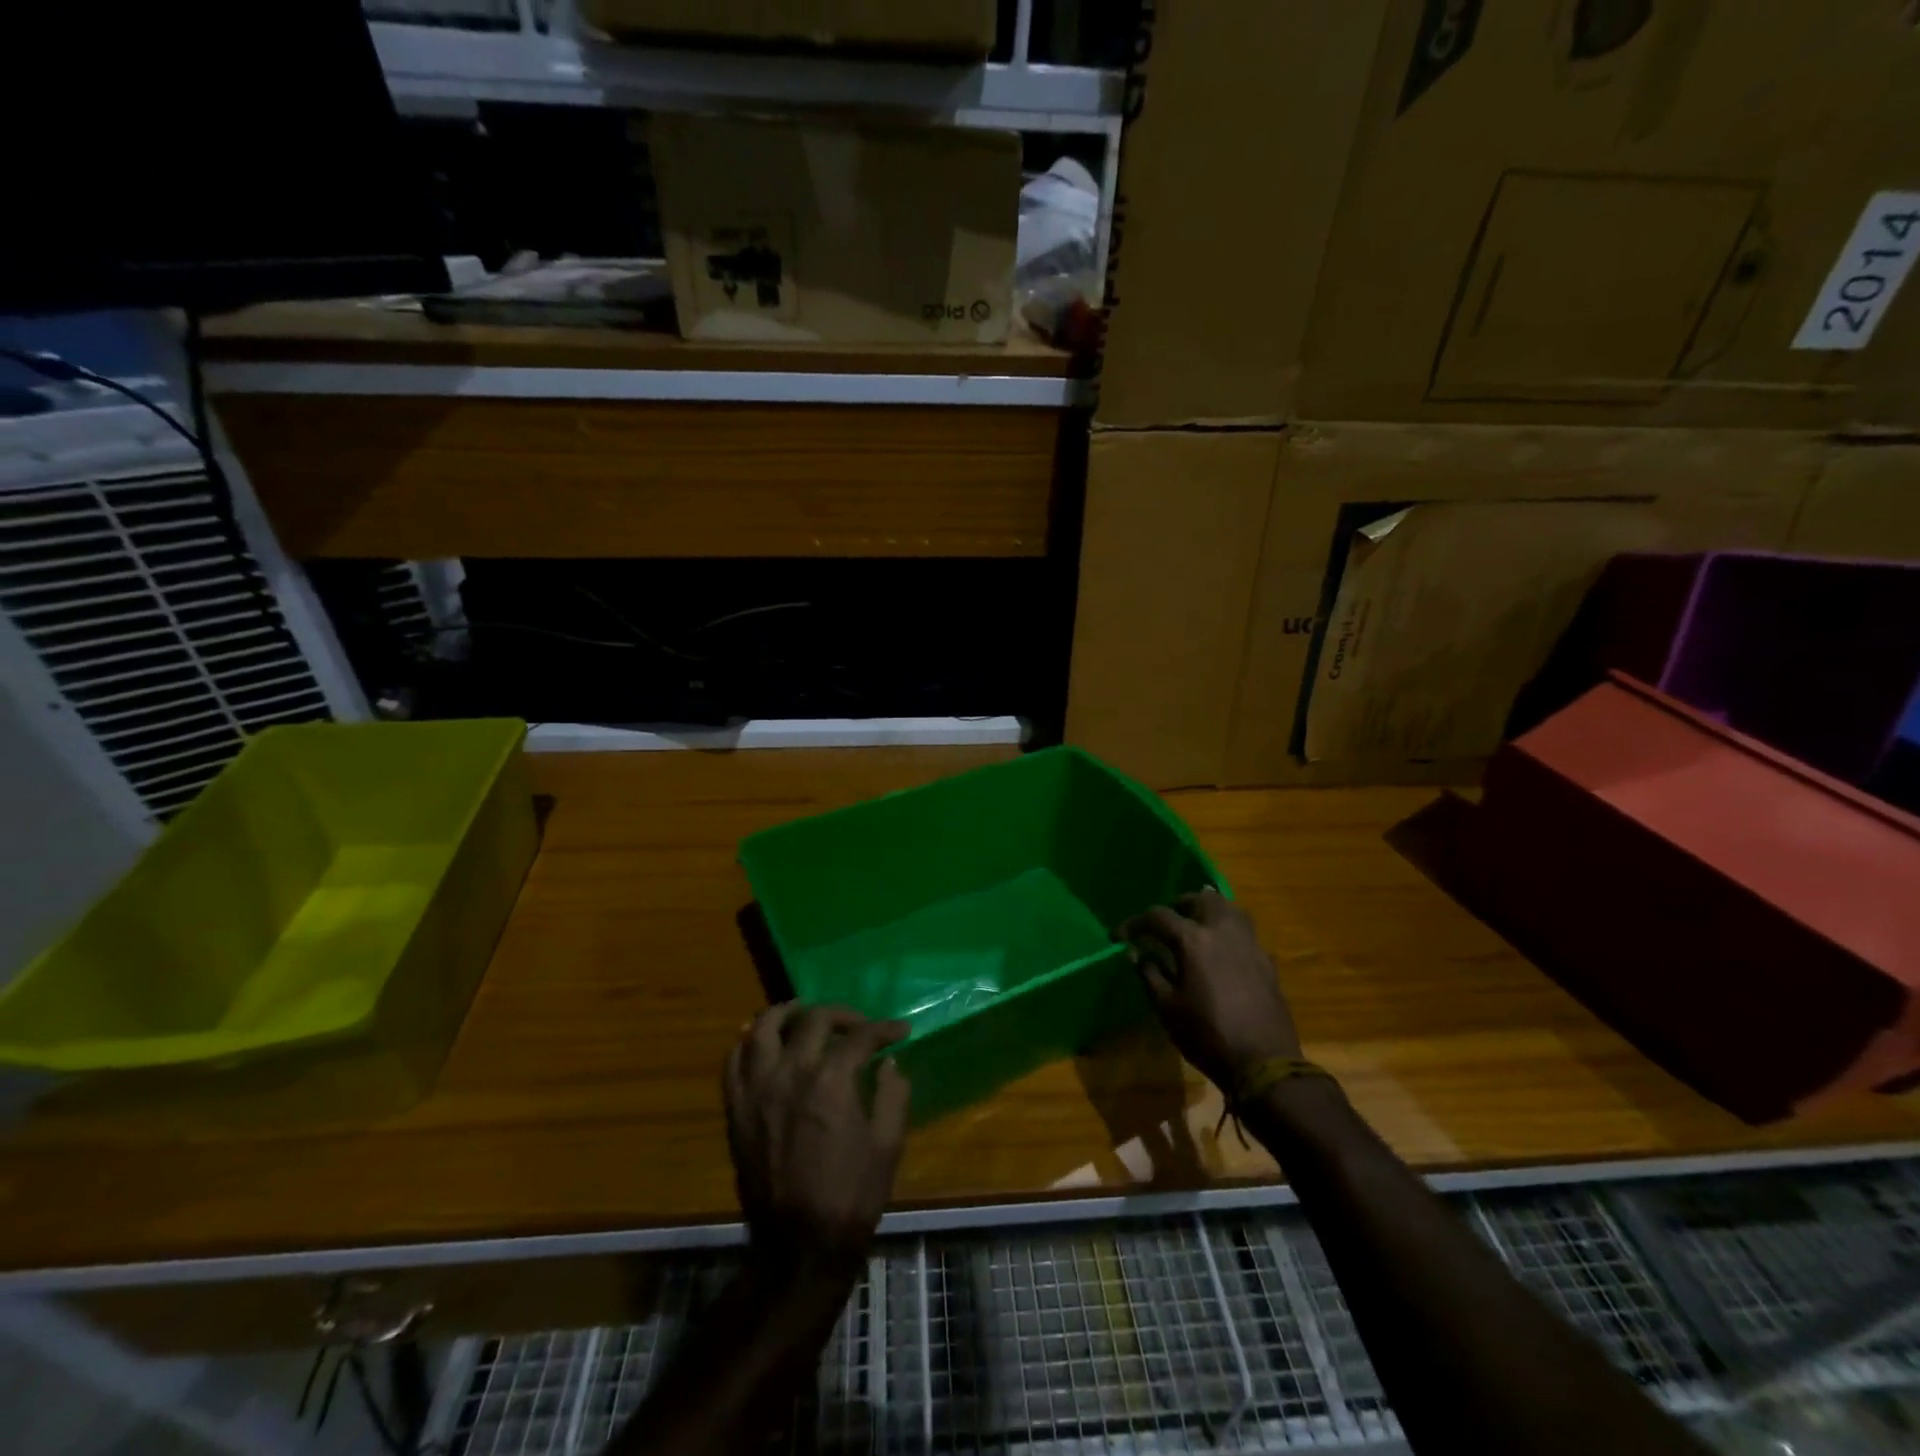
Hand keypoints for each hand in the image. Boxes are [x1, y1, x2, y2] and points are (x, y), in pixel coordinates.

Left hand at [724, 1005, 911, 1283]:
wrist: (799, 1247)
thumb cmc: (851, 1196)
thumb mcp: (888, 1145)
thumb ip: (893, 1094)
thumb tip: (889, 1062)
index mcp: (831, 1081)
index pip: (860, 1036)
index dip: (883, 1029)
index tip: (898, 1030)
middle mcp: (790, 1074)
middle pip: (813, 1020)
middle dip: (842, 1014)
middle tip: (857, 1024)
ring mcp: (757, 1089)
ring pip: (764, 1027)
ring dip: (787, 1013)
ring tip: (804, 1015)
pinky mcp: (736, 1109)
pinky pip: (734, 1061)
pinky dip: (748, 1043)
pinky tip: (763, 1043)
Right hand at [1120, 888, 1301, 1092]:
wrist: (1264, 1064)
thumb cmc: (1207, 1035)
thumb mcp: (1167, 1008)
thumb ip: (1149, 974)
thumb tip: (1135, 953)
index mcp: (1193, 941)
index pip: (1158, 916)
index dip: (1135, 923)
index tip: (1121, 936)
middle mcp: (1223, 932)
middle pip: (1202, 899)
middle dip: (1180, 905)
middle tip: (1166, 923)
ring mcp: (1250, 945)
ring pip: (1230, 909)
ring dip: (1210, 911)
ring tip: (1196, 927)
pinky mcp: (1267, 962)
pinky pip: (1246, 933)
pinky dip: (1229, 933)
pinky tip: (1222, 953)